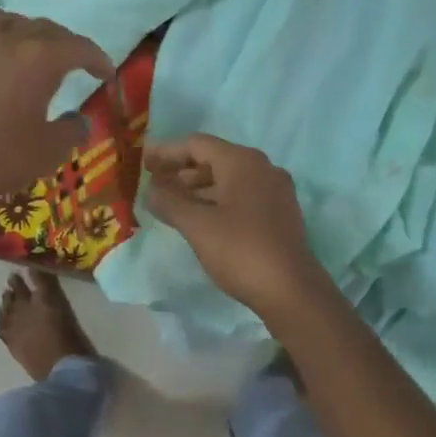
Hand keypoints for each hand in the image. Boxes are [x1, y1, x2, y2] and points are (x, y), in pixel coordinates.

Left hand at [0, 11, 112, 205]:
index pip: (79, 47)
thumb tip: (80, 120)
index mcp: (40, 59)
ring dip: (23, 30)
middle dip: (65, 42)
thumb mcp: (49, 152)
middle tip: (75, 61)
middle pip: (44, 27)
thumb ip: (72, 131)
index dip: (98, 59)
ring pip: (3, 21)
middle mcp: (7, 42)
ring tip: (29, 47)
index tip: (107, 74)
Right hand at [142, 133, 328, 318]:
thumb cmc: (240, 251)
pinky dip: (218, 200)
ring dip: (198, 188)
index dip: (167, 152)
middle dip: (182, 170)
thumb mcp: (197, 226)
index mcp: (242, 161)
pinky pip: (242, 195)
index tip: (143, 163)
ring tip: (172, 203)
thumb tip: (151, 190)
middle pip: (214, 158)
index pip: (197, 144)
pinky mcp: (280, 213)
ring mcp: (275, 190)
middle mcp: (262, 167)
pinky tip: (201, 218)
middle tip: (154, 184)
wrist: (292, 291)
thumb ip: (169, 202)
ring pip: (229, 179)